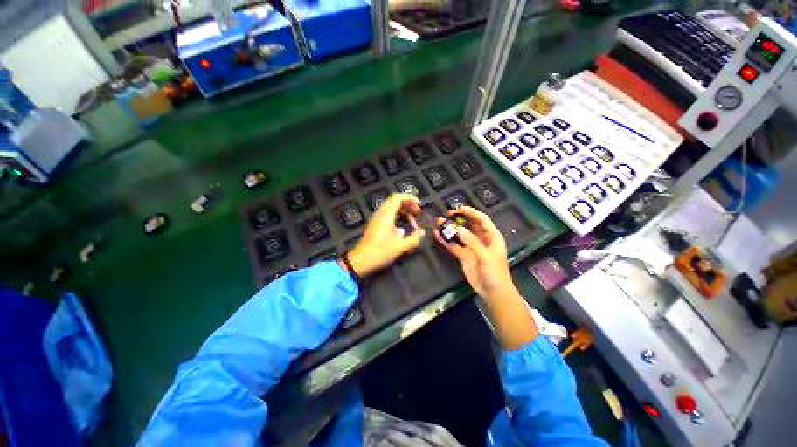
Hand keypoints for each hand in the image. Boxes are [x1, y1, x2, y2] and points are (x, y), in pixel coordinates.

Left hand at [345, 194, 423, 276]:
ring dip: (403, 211)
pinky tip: (403, 227)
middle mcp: (380, 214)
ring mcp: (377, 219)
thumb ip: (414, 239)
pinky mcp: (375, 224)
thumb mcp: (400, 247)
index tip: (419, 205)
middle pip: (395, 201)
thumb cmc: (380, 252)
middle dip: (408, 204)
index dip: (410, 198)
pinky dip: (397, 216)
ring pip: (391, 208)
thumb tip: (423, 233)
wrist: (361, 260)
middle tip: (418, 213)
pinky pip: (388, 214)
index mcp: (386, 215)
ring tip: (412, 220)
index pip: (397, 198)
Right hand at [434, 206, 518, 300]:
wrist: (493, 292)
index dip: (471, 212)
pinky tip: (438, 235)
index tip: (459, 209)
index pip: (482, 219)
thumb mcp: (486, 256)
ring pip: (460, 235)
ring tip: (439, 222)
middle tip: (447, 214)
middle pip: (469, 225)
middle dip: (459, 219)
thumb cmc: (495, 272)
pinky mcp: (463, 256)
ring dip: (450, 229)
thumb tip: (457, 229)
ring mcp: (471, 248)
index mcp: (492, 237)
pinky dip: (446, 240)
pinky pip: (454, 246)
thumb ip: (472, 242)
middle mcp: (481, 239)